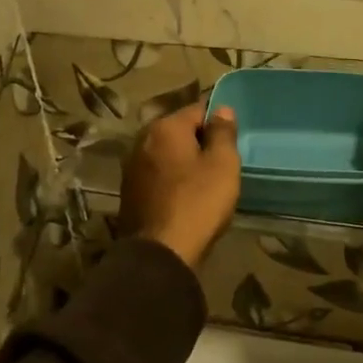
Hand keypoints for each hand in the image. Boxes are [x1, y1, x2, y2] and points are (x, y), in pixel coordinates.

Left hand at [118, 101, 241, 269]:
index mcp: (165, 127)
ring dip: (185, 163)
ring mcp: (132, 168)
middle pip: (180, 132)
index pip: (199, 110)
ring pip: (168, 155)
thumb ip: (223, 132)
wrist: (160, 254)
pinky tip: (186, 198)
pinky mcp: (129, 193)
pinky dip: (172, 181)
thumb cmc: (198, 203)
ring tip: (206, 183)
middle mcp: (142, 141)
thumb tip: (222, 109)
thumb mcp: (223, 164)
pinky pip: (158, 176)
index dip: (219, 123)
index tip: (233, 143)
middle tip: (223, 165)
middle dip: (200, 143)